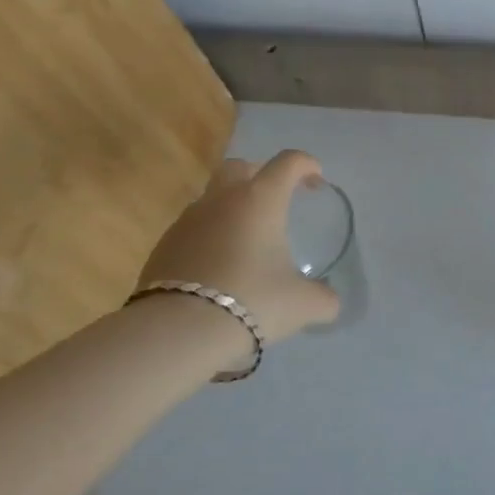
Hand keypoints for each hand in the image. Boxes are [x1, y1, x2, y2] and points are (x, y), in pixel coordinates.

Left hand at [136, 150, 341, 347]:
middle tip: (276, 201)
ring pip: (213, 198)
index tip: (316, 182)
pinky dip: (209, 237)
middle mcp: (222, 199)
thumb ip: (323, 298)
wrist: (178, 331)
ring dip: (232, 209)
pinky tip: (218, 268)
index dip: (306, 165)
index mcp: (260, 200)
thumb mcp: (302, 304)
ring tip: (247, 242)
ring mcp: (187, 220)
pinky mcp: (164, 245)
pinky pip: (193, 229)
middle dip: (261, 175)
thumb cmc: (252, 302)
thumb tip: (329, 301)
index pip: (288, 162)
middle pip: (240, 167)